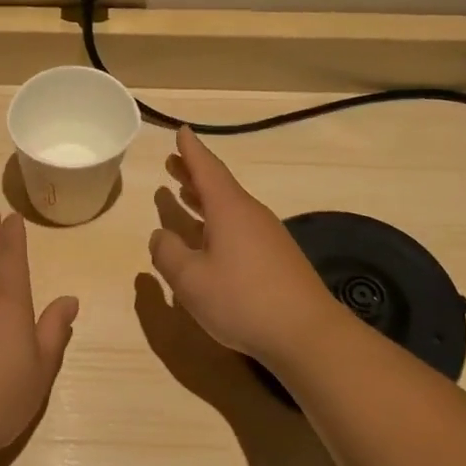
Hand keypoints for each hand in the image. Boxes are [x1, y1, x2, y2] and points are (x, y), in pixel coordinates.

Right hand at [149, 126, 337, 363]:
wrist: (306, 334)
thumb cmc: (242, 300)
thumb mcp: (190, 280)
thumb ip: (168, 254)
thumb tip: (160, 235)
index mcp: (229, 211)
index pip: (207, 170)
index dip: (191, 151)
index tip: (181, 131)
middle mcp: (250, 216)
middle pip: (219, 186)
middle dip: (194, 174)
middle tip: (173, 162)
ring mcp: (267, 237)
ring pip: (229, 208)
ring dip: (204, 199)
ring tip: (183, 194)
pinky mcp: (276, 259)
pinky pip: (239, 228)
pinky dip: (217, 222)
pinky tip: (209, 239)